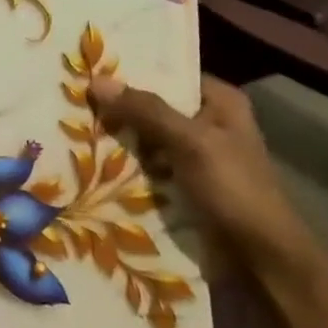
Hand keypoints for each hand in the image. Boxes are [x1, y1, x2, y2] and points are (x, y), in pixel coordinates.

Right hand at [89, 74, 317, 274]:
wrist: (259, 261)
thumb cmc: (235, 191)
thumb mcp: (191, 142)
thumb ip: (145, 110)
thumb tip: (95, 80)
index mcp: (220, 103)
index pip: (168, 73)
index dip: (131, 70)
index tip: (88, 66)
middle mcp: (206, 123)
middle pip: (151, 106)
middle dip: (116, 105)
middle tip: (70, 95)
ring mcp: (192, 156)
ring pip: (143, 137)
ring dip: (114, 136)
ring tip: (68, 123)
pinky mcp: (178, 184)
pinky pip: (142, 165)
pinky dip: (120, 164)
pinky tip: (85, 157)